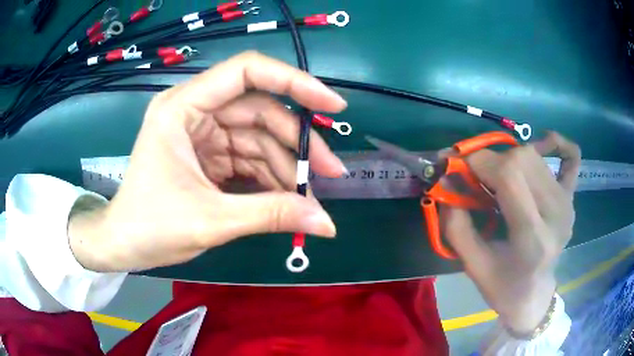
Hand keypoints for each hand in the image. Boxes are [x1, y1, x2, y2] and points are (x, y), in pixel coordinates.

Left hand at [69, 51, 346, 272]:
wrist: (124, 245)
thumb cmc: (150, 227)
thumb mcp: (211, 221)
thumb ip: (271, 215)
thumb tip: (328, 224)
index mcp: (183, 107)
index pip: (247, 72)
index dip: (295, 82)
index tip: (333, 106)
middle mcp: (195, 110)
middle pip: (260, 110)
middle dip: (297, 142)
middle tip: (331, 173)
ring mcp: (202, 133)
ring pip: (258, 137)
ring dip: (287, 166)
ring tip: (309, 198)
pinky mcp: (209, 155)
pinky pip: (249, 158)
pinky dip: (270, 178)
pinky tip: (287, 199)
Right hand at [442, 131, 580, 334]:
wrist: (534, 296)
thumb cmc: (503, 288)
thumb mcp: (473, 266)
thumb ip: (455, 225)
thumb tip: (445, 180)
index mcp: (533, 237)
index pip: (509, 176)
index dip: (477, 161)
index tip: (453, 164)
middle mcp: (556, 213)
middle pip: (522, 159)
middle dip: (490, 160)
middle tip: (474, 177)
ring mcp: (567, 203)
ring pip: (535, 156)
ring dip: (508, 158)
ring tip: (496, 177)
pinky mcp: (571, 199)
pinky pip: (571, 159)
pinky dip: (557, 144)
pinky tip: (543, 142)